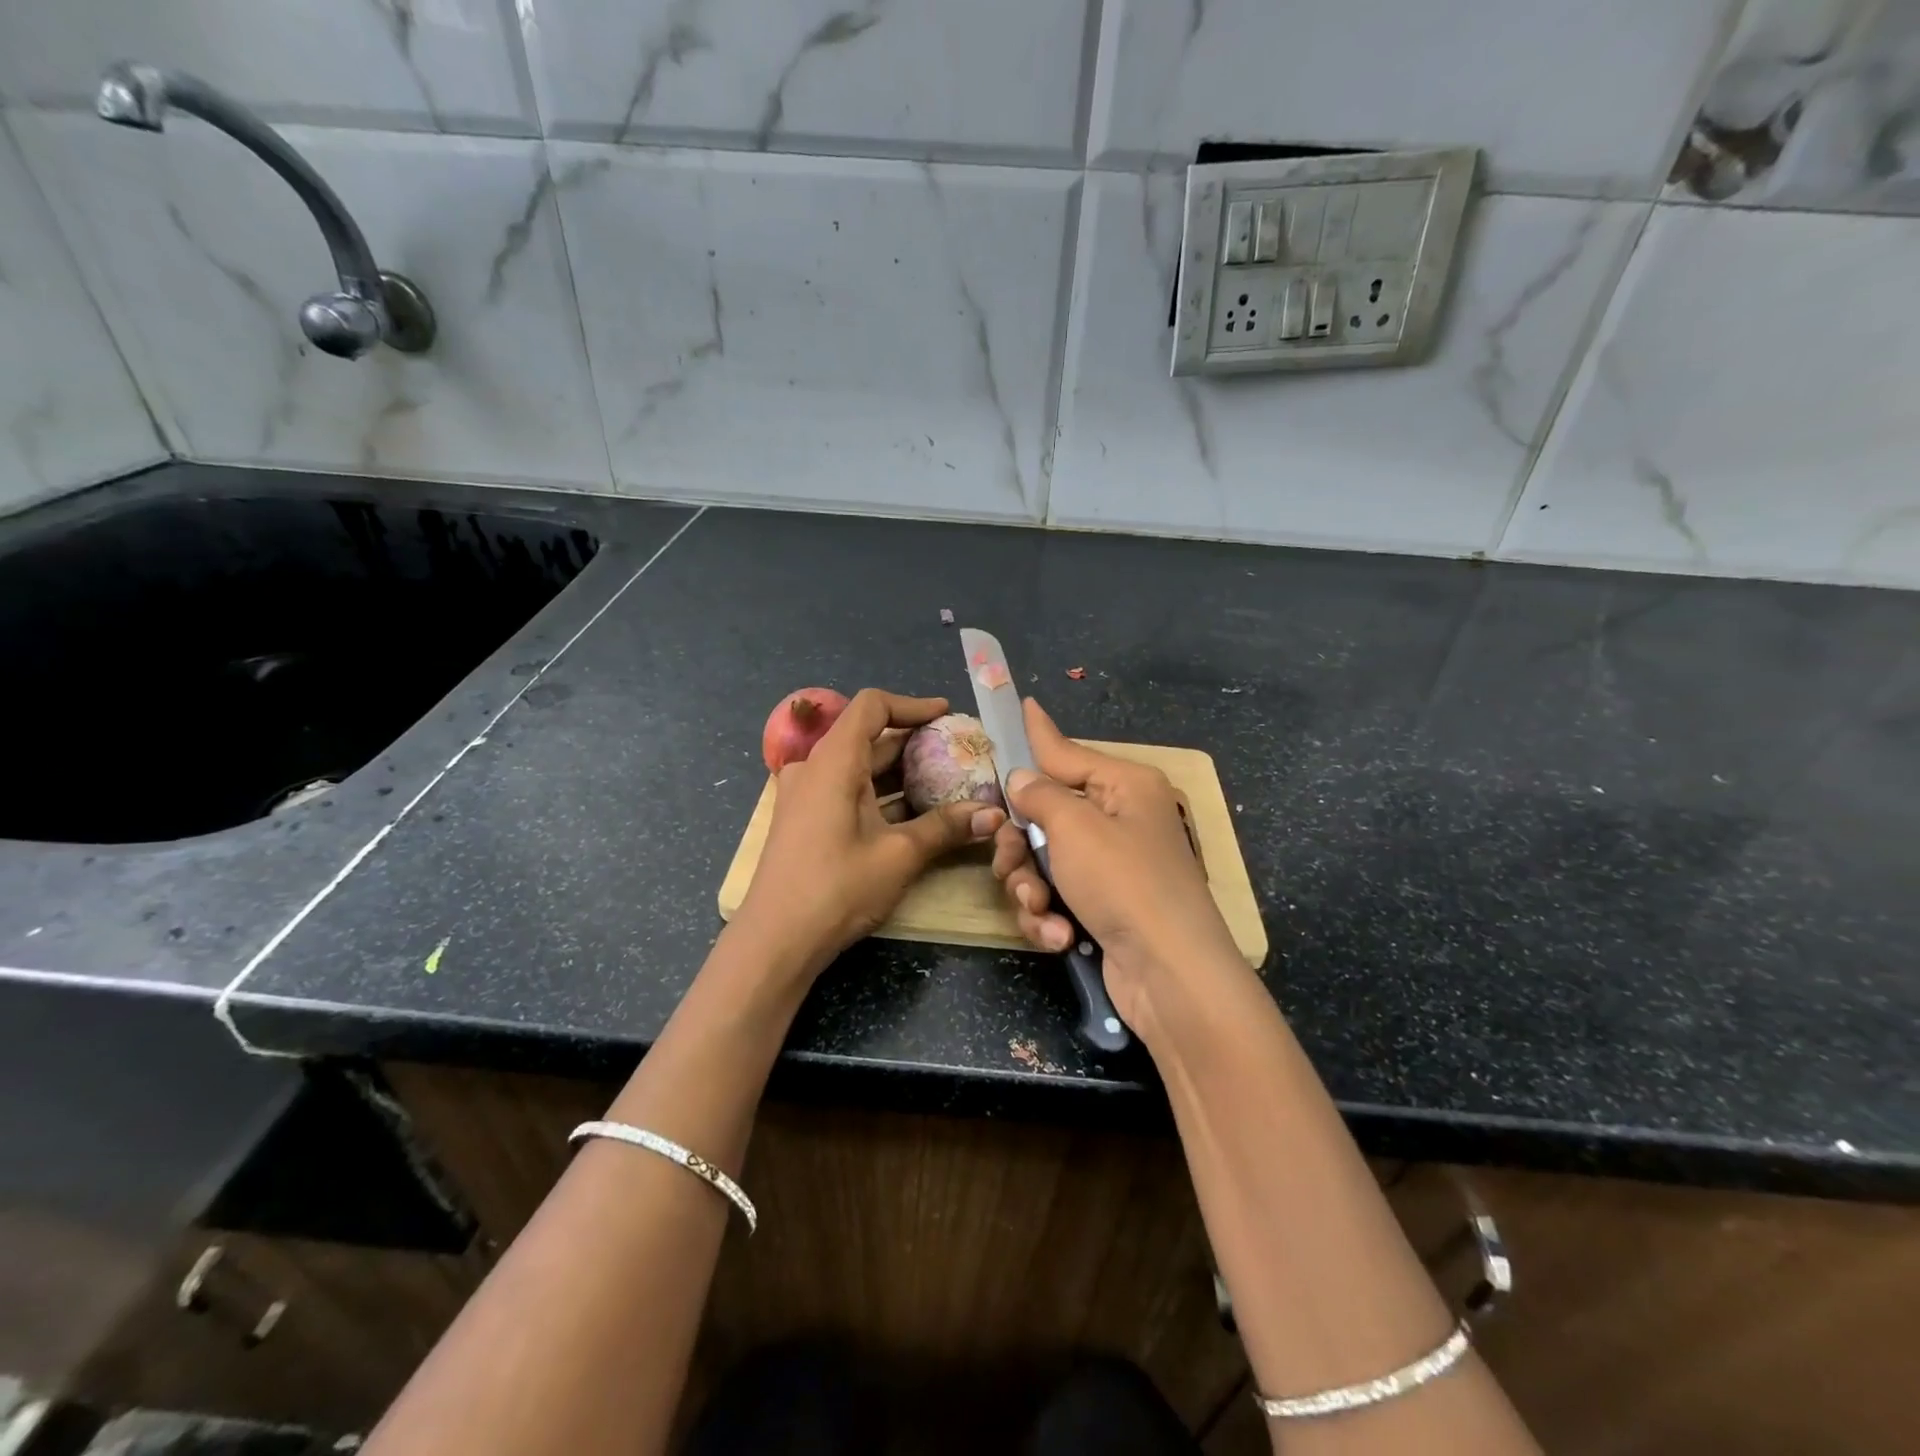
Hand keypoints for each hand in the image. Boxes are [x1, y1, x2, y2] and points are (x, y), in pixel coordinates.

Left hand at [734, 688, 1004, 980]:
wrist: (776, 941)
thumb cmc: (837, 887)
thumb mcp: (899, 855)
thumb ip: (946, 827)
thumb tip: (994, 815)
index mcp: (833, 761)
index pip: (872, 706)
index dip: (912, 705)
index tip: (946, 715)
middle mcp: (814, 768)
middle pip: (867, 736)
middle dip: (912, 741)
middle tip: (955, 752)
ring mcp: (804, 795)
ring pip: (857, 766)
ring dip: (898, 771)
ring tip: (943, 780)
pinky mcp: (804, 819)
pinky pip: (845, 789)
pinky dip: (878, 792)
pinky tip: (910, 813)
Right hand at [991, 699, 1241, 1030]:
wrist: (1169, 974)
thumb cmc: (1123, 882)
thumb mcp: (1074, 828)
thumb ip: (1039, 795)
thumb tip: (1022, 777)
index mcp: (1124, 786)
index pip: (1069, 752)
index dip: (1039, 734)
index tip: (1023, 703)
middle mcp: (1120, 819)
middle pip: (1045, 815)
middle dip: (1020, 846)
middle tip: (1012, 863)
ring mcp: (1112, 866)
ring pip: (1042, 861)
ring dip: (1030, 888)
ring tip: (1039, 910)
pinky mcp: (1102, 907)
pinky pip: (1057, 897)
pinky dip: (1050, 917)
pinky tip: (1057, 936)